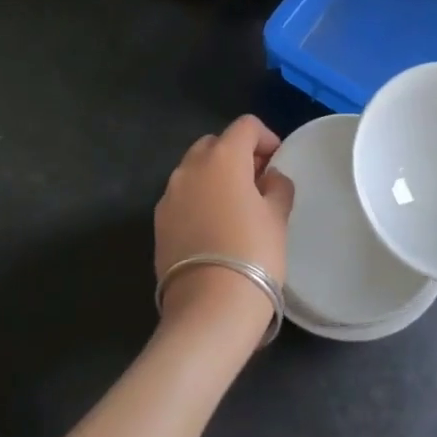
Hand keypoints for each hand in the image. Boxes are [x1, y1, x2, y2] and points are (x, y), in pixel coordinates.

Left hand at [154, 115, 294, 343]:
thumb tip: (270, 178)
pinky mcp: (158, 223)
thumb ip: (277, 186)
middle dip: (236, 154)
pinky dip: (199, 200)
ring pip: (195, 170)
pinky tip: (215, 227)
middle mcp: (190, 168)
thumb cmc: (253, 253)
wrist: (209, 309)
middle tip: (257, 182)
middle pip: (215, 144)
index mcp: (223, 158)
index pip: (245, 126)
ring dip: (215, 177)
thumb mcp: (278, 216)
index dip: (265, 138)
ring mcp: (169, 196)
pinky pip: (182, 197)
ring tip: (236, 206)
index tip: (277, 162)